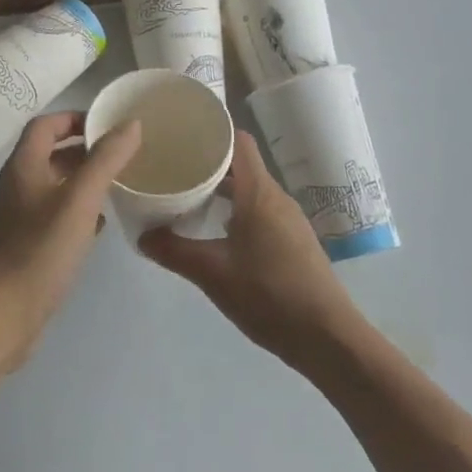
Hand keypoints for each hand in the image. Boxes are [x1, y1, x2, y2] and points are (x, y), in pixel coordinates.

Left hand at [0, 111, 141, 371]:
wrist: (4, 313)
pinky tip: (98, 225)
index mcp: (23, 165)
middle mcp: (16, 184)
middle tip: (120, 155)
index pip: (46, 124)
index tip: (108, 125)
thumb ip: (106, 159)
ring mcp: (17, 216)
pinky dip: (76, 210)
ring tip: (116, 185)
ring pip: (53, 185)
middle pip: (50, 153)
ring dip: (82, 180)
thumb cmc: (41, 249)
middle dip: (84, 150)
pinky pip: (52, 213)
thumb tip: (131, 124)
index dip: (74, 118)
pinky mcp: (24, 243)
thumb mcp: (81, 200)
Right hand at [141, 131, 360, 367]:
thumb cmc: (269, 295)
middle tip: (172, 167)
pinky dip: (235, 210)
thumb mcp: (212, 273)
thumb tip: (141, 236)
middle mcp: (276, 198)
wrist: (329, 339)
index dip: (211, 132)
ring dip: (220, 189)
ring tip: (187, 197)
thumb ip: (173, 251)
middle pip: (240, 165)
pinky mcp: (293, 242)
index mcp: (259, 193)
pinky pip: (259, 211)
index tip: (181, 134)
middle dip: (207, 163)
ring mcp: (289, 220)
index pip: (238, 141)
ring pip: (249, 190)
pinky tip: (215, 231)